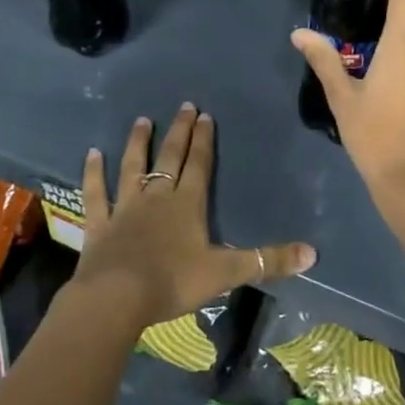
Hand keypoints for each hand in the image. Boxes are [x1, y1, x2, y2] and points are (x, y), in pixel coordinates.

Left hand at [70, 103, 316, 329]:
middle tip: (184, 106)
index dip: (204, 140)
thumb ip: (267, 261)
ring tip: (142, 120)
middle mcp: (157, 196)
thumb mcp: (226, 274)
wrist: (117, 298)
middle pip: (170, 157)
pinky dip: (93, 173)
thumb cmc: (173, 282)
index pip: (199, 164)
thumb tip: (312, 254)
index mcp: (187, 204)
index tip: (206, 115)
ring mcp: (125, 207)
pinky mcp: (99, 224)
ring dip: (138, 143)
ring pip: (132, 167)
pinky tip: (91, 154)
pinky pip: (95, 193)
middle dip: (179, 131)